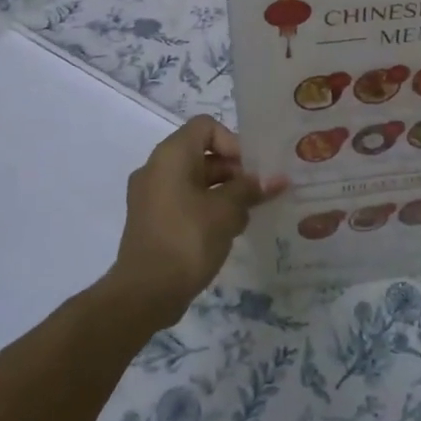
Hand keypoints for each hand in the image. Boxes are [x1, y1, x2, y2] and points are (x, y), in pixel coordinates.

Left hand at [106, 116, 283, 328]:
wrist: (145, 293)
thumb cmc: (188, 239)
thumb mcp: (227, 211)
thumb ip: (251, 189)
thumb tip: (276, 179)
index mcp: (171, 155)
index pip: (206, 126)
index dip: (233, 142)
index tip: (252, 170)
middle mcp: (157, 168)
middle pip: (202, 154)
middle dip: (234, 170)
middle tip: (259, 192)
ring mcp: (151, 196)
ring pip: (195, 180)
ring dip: (224, 192)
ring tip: (248, 215)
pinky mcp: (152, 221)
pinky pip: (185, 201)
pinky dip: (207, 208)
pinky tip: (229, 231)